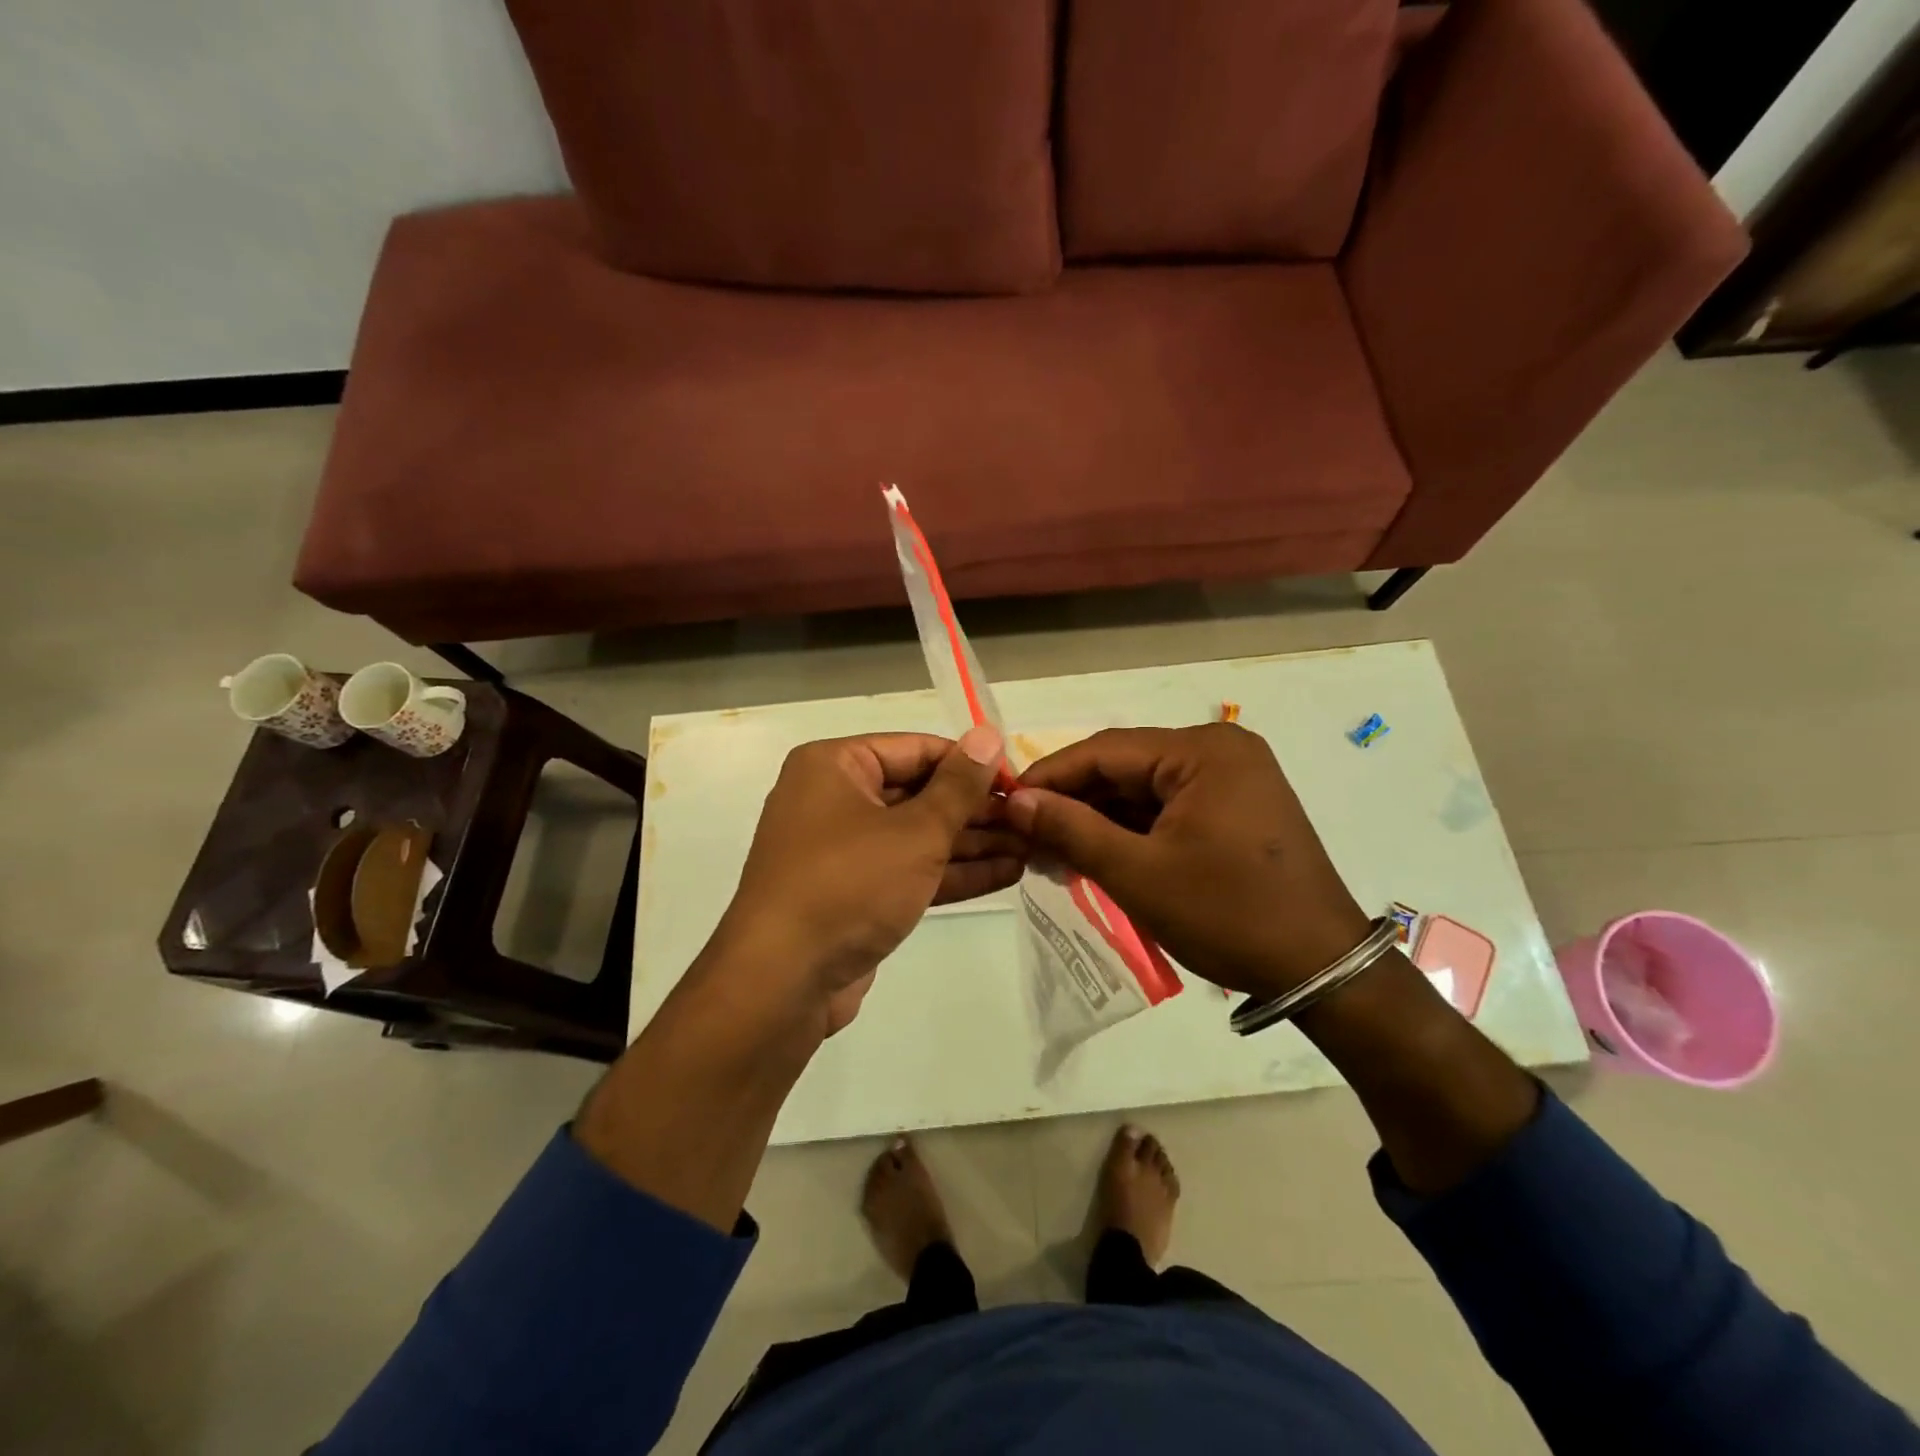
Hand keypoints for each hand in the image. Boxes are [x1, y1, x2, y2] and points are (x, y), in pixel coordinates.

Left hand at [710, 726, 1018, 1032]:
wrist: (783, 982)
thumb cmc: (849, 884)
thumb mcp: (914, 831)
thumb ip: (958, 786)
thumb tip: (988, 735)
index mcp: (835, 766)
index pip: (917, 749)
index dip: (971, 764)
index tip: (1019, 780)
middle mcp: (835, 799)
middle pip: (919, 793)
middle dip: (977, 810)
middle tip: (1033, 819)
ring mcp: (844, 850)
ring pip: (918, 835)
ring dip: (973, 843)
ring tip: (1032, 846)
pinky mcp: (855, 893)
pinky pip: (909, 870)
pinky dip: (952, 872)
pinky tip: (1007, 873)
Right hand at [1007, 724, 1368, 999]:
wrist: (1321, 969)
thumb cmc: (1228, 915)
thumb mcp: (1139, 874)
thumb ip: (1071, 830)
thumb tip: (1015, 801)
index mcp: (1203, 751)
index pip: (1105, 750)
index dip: (1049, 776)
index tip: (1003, 803)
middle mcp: (1219, 751)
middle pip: (1124, 767)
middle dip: (1074, 801)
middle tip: (1024, 835)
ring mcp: (1232, 779)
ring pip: (1142, 789)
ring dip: (1099, 819)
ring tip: (1051, 852)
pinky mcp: (1235, 808)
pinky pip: (1167, 807)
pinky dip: (1130, 830)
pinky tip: (1095, 854)